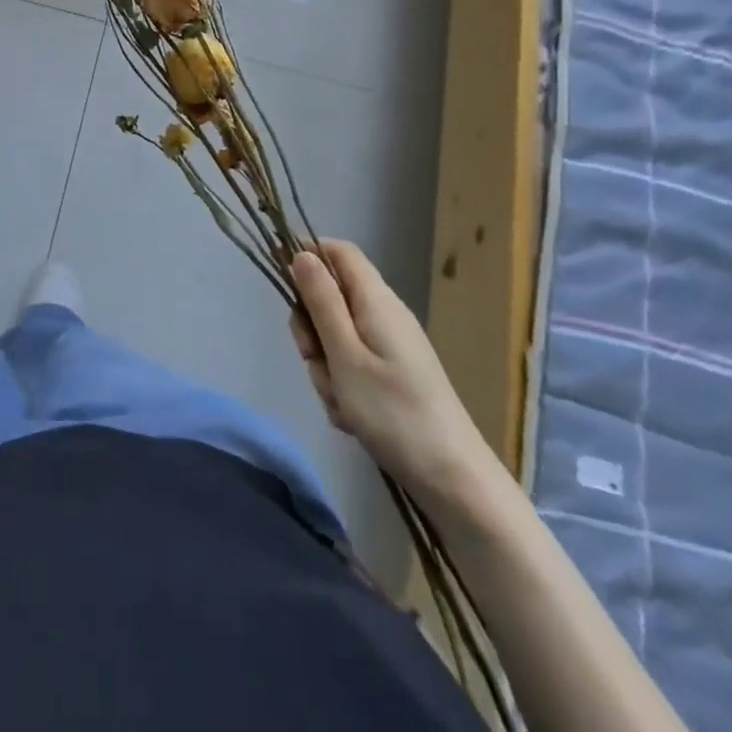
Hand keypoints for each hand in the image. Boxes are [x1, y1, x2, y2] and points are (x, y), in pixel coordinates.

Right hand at [288, 241, 495, 509]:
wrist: (453, 479)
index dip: (308, 252)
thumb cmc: (393, 412)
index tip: (279, 274)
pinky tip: (352, 417)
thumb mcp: (345, 354)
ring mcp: (391, 346)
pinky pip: (352, 366)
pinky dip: (343, 386)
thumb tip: (301, 254)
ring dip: (326, 366)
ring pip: (337, 337)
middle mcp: (384, 314)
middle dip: (312, 327)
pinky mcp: (393, 374)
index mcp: (375, 300)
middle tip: (313, 359)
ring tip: (340, 400)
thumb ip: (321, 301)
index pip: (339, 251)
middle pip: (331, 298)